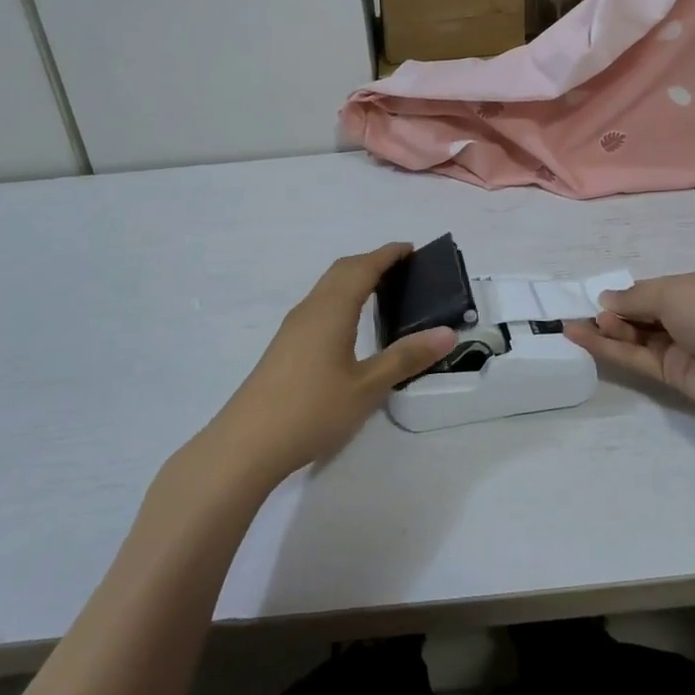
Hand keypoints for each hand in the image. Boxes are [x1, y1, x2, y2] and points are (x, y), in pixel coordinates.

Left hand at [204, 244, 456, 486]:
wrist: (247, 444)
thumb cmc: (312, 410)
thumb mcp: (367, 387)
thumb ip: (406, 358)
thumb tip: (447, 332)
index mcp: (331, 309)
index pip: (363, 268)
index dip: (388, 255)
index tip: (412, 249)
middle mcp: (310, 309)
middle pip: (341, 271)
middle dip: (371, 262)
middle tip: (402, 269)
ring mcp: (292, 328)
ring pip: (326, 288)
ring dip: (353, 279)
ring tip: (381, 291)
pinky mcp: (284, 347)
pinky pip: (318, 305)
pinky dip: (340, 298)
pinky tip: (348, 324)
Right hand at [563, 268, 694, 449]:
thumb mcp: (677, 293)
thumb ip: (636, 297)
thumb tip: (605, 300)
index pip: (660, 286)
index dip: (630, 291)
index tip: (598, 295)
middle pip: (646, 311)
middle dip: (616, 310)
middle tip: (583, 312)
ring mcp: (688, 348)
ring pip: (639, 336)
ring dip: (609, 329)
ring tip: (576, 323)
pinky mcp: (678, 378)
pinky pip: (637, 359)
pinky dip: (610, 349)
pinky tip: (580, 337)